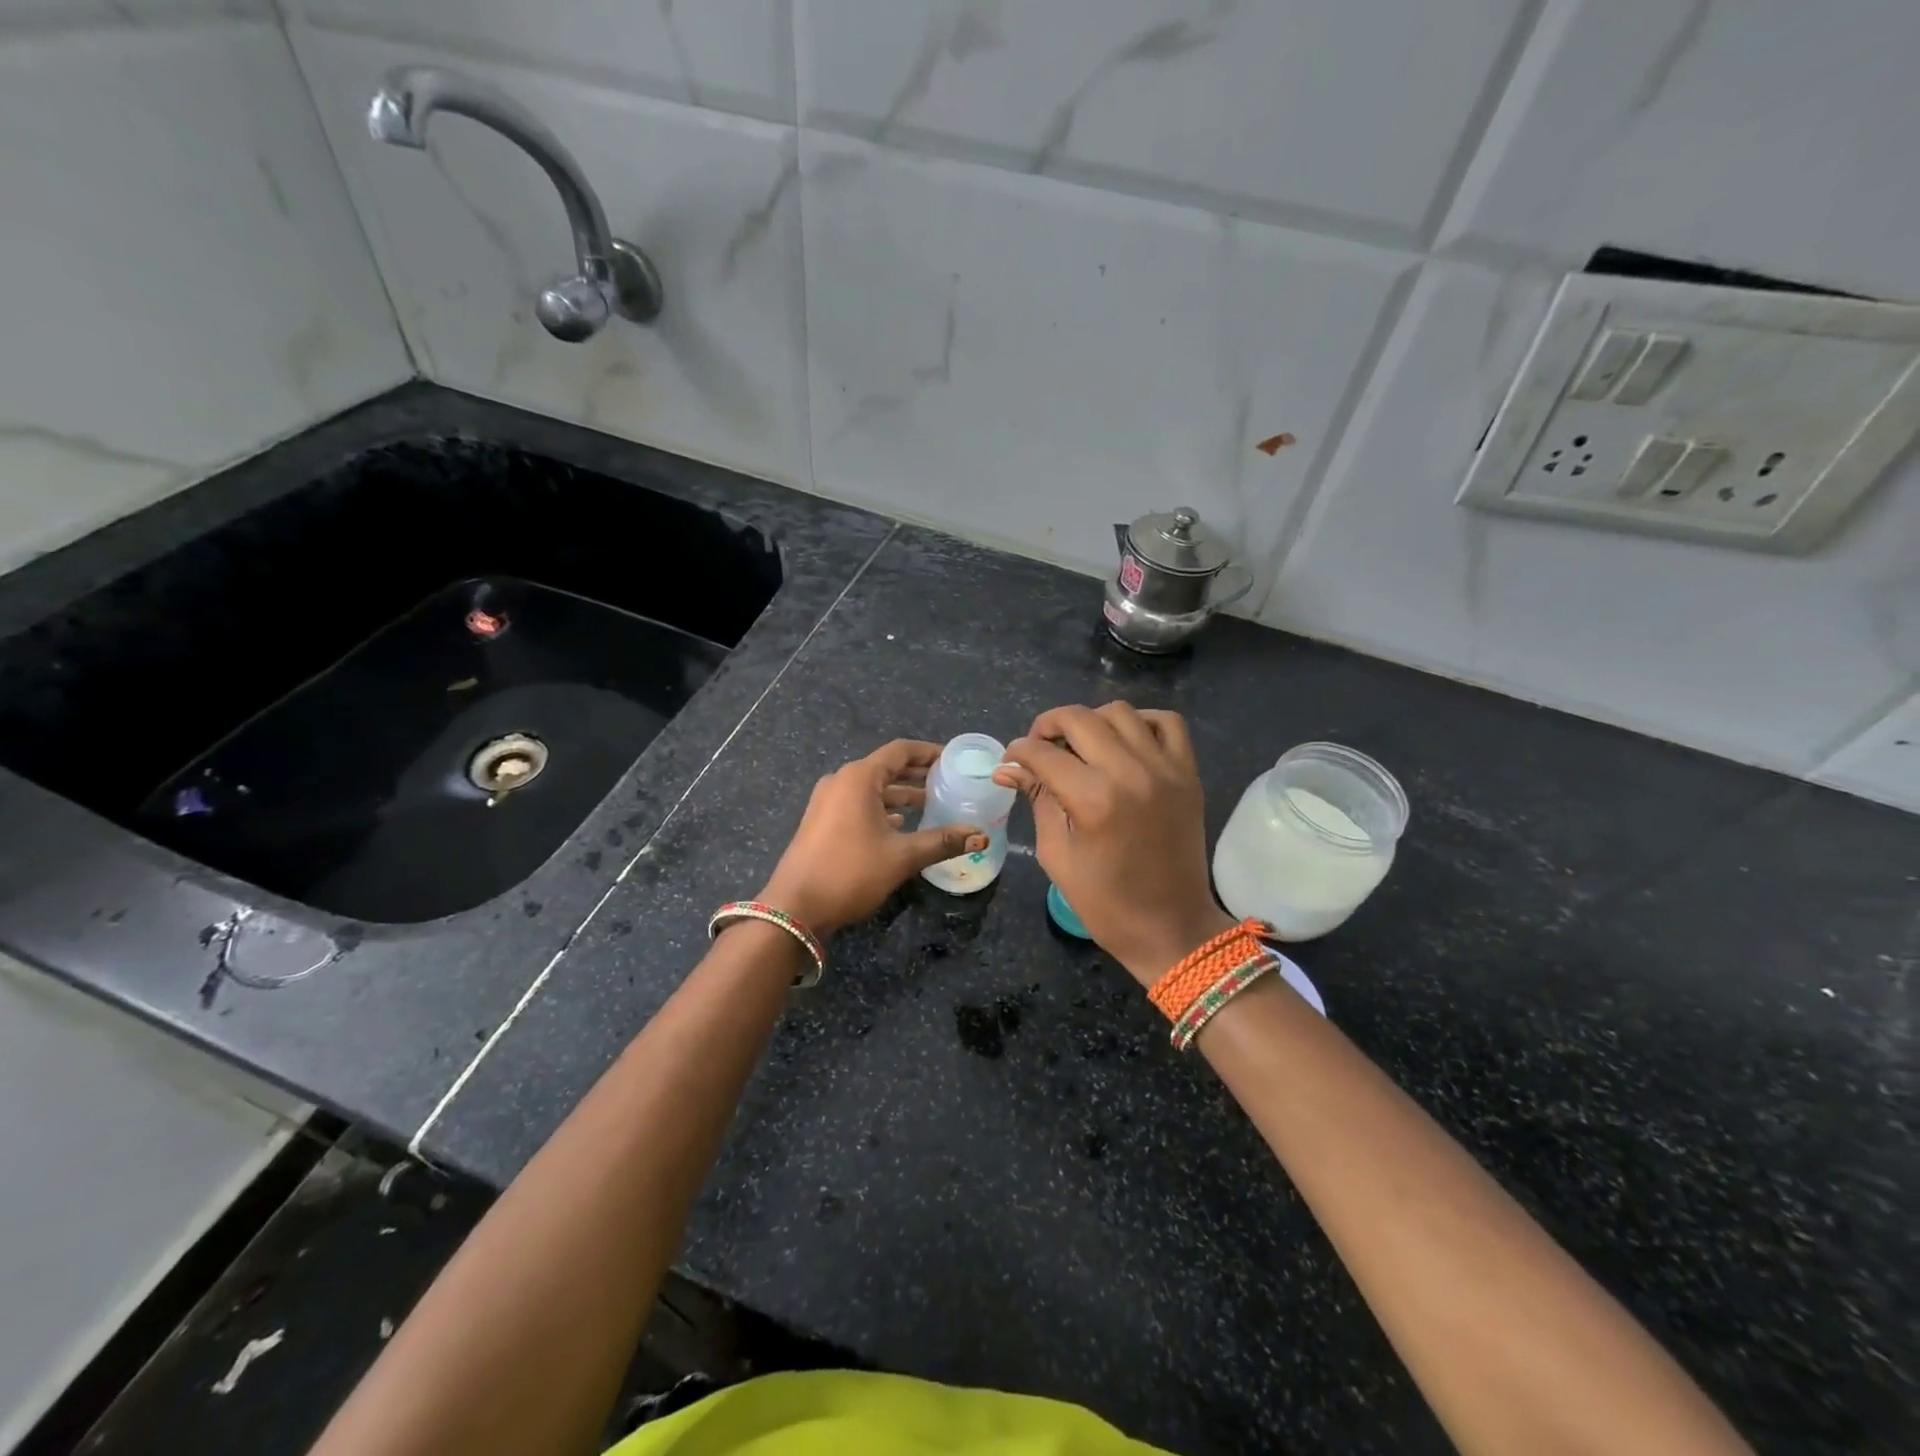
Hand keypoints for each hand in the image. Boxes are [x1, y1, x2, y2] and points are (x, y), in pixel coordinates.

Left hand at [759, 739, 985, 936]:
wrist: (796, 907)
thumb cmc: (850, 872)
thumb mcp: (902, 856)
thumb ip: (942, 841)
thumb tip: (980, 835)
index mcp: (859, 778)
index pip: (900, 751)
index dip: (929, 752)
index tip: (953, 759)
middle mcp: (841, 781)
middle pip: (885, 767)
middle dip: (917, 774)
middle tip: (948, 781)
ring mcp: (827, 801)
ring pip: (871, 788)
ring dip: (900, 793)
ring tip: (931, 803)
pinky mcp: (821, 821)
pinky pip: (858, 803)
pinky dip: (881, 807)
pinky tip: (901, 824)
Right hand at [995, 703, 1232, 985]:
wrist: (1172, 927)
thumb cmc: (1106, 904)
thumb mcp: (1057, 856)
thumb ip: (1038, 801)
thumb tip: (1009, 769)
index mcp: (1093, 800)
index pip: (1044, 753)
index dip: (1018, 752)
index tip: (1011, 761)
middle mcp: (1130, 773)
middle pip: (1079, 718)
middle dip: (1048, 726)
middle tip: (1038, 747)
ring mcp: (1165, 769)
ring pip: (1120, 711)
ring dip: (1091, 720)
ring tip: (1080, 744)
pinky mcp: (1188, 773)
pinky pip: (1167, 722)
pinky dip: (1141, 721)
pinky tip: (1124, 741)